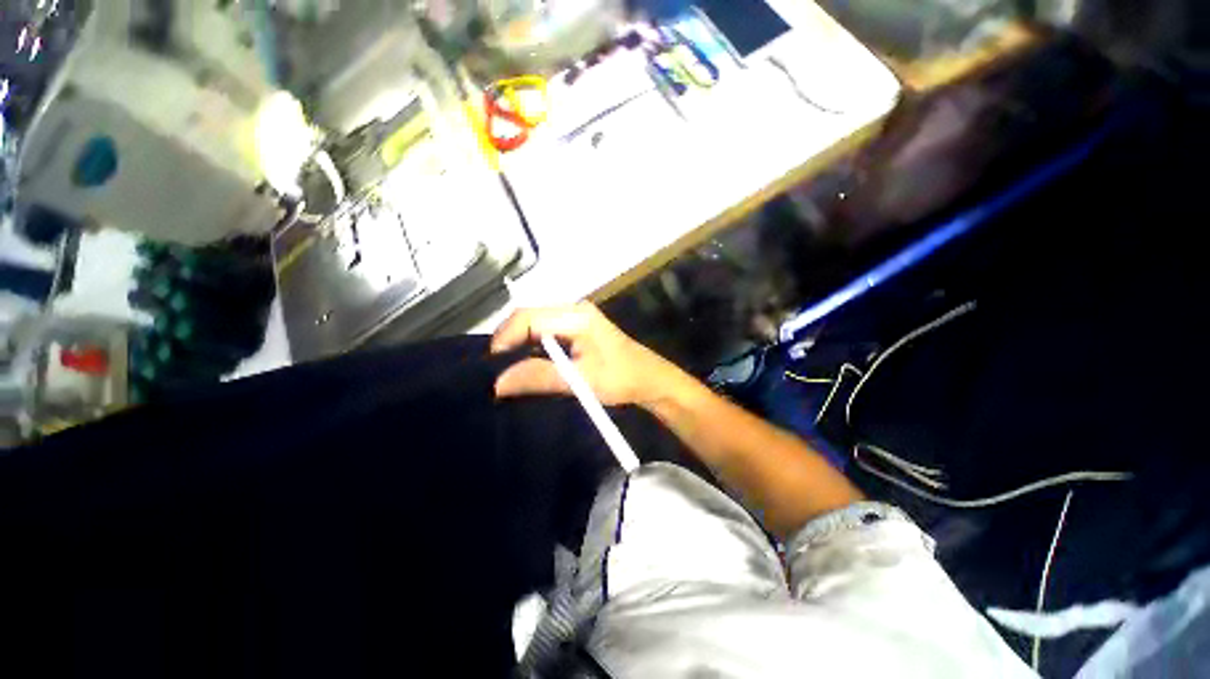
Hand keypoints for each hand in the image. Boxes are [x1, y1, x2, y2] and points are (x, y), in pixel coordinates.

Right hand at [490, 303, 679, 406]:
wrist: (650, 380)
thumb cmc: (621, 378)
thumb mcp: (580, 380)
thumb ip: (539, 377)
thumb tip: (498, 383)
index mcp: (575, 315)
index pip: (528, 317)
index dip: (505, 339)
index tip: (493, 367)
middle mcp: (573, 309)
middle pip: (528, 317)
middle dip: (508, 342)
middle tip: (495, 370)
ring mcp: (575, 317)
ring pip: (534, 325)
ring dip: (518, 345)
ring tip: (506, 370)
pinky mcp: (576, 328)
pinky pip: (544, 332)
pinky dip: (531, 347)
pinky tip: (526, 364)